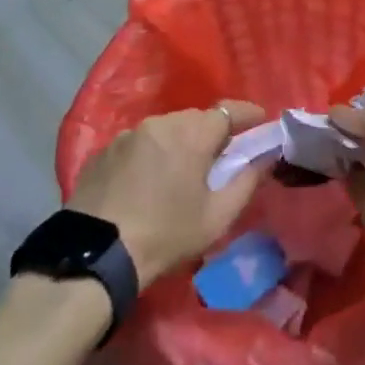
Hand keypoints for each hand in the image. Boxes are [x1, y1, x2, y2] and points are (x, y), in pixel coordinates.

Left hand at [68, 101, 267, 289]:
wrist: (98, 255)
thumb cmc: (166, 235)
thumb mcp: (216, 217)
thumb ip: (247, 182)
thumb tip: (267, 157)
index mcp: (192, 133)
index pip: (228, 110)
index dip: (247, 113)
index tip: (260, 120)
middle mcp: (161, 122)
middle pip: (195, 119)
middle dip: (211, 132)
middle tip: (218, 157)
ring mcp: (129, 133)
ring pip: (165, 129)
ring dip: (178, 142)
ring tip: (179, 171)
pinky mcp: (105, 149)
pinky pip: (138, 142)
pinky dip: (150, 154)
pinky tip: (146, 180)